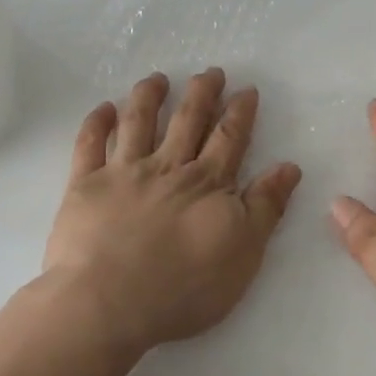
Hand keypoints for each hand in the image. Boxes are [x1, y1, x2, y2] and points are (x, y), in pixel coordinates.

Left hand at [43, 69, 300, 357]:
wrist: (107, 303)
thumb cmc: (182, 288)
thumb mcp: (243, 254)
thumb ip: (265, 207)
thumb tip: (289, 166)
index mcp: (206, 183)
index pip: (228, 137)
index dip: (239, 111)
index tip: (246, 88)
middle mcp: (167, 167)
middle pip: (187, 119)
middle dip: (201, 92)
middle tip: (209, 71)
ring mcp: (123, 172)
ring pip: (138, 121)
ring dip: (149, 96)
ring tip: (157, 78)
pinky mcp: (86, 185)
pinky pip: (89, 144)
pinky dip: (96, 122)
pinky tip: (104, 107)